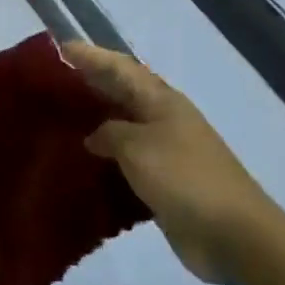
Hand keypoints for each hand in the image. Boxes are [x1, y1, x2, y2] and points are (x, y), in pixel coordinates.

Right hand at [65, 42, 271, 283]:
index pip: (119, 66)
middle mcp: (162, 117)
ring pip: (122, 127)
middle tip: (50, 83)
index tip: (58, 49)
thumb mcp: (138, 148)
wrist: (235, 235)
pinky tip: (81, 165)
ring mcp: (165, 150)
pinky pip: (127, 161)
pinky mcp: (164, 182)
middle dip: (89, 84)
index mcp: (160, 99)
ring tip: (58, 121)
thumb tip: (96, 135)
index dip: (90, 56)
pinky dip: (105, 160)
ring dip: (94, 123)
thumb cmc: (184, 178)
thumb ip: (110, 133)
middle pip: (121, 92)